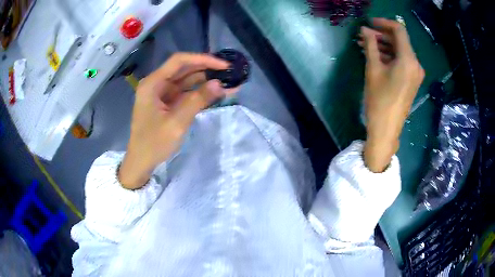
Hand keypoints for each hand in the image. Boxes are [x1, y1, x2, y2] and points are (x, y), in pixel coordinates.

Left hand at [119, 53, 236, 188]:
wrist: (141, 162)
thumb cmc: (154, 144)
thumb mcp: (177, 123)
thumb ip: (198, 100)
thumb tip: (219, 84)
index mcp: (153, 83)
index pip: (179, 61)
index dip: (202, 59)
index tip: (223, 65)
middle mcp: (157, 83)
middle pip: (184, 69)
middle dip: (207, 69)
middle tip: (230, 72)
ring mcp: (163, 93)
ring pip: (187, 80)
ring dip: (207, 81)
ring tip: (230, 82)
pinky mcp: (168, 103)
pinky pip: (187, 93)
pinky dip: (201, 93)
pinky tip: (218, 93)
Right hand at [359, 18, 424, 171]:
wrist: (387, 129)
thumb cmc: (379, 99)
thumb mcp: (373, 69)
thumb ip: (370, 45)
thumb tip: (365, 29)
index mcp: (408, 60)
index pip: (399, 31)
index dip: (384, 23)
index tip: (369, 22)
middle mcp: (416, 64)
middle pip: (400, 41)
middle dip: (382, 35)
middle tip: (365, 35)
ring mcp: (415, 73)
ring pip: (400, 51)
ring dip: (385, 46)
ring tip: (366, 45)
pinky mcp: (412, 80)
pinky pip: (402, 62)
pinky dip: (390, 56)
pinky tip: (376, 56)